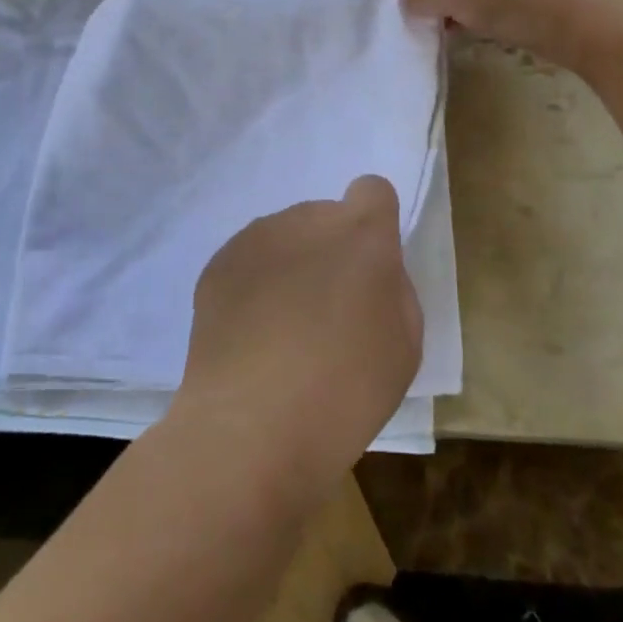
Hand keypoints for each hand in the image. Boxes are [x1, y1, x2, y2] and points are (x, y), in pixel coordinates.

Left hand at [175, 176, 421, 502]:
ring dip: (291, 266)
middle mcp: (306, 220)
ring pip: (285, 238)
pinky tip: (251, 338)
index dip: (375, 223)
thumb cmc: (345, 393)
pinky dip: (254, 286)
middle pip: (325, 218)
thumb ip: (392, 290)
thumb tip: (368, 274)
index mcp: (361, 234)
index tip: (368, 268)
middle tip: (326, 313)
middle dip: (330, 252)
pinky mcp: (218, 264)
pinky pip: (249, 261)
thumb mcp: (404, 346)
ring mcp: (256, 238)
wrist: (250, 429)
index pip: (373, 191)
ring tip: (283, 332)